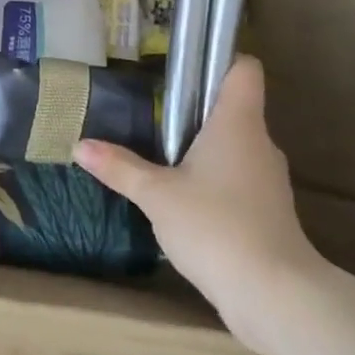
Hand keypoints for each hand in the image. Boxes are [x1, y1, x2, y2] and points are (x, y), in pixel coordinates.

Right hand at [74, 57, 319, 354]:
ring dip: (204, 150)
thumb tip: (79, 145)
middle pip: (233, 108)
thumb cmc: (215, 226)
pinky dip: (215, 183)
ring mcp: (268, 179)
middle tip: (154, 116)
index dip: (220, 59)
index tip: (185, 69)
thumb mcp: (157, 195)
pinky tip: (185, 202)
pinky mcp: (269, 212)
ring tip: (163, 159)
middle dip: (197, 110)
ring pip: (234, 148)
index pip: (244, 69)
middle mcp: (259, 142)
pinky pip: (238, 181)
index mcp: (238, 122)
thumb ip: (120, 168)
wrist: (274, 295)